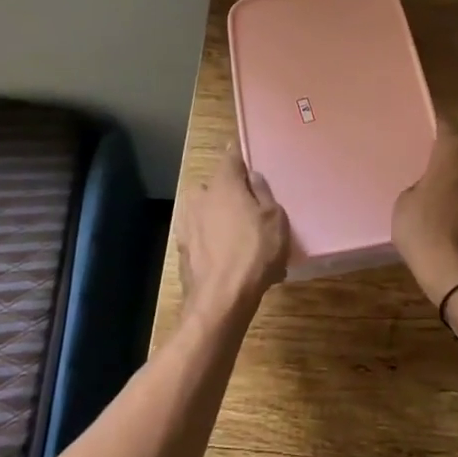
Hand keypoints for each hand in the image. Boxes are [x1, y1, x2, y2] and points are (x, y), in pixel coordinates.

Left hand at [178, 145, 290, 321]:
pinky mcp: (183, 251)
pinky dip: (213, 242)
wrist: (220, 300)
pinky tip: (229, 259)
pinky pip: (202, 237)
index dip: (239, 156)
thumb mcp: (274, 219)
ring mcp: (187, 225)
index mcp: (223, 184)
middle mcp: (200, 198)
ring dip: (218, 218)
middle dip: (228, 192)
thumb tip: (252, 177)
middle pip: (214, 186)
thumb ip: (262, 193)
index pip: (230, 158)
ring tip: (239, 237)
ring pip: (205, 212)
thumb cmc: (254, 252)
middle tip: (248, 206)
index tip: (246, 156)